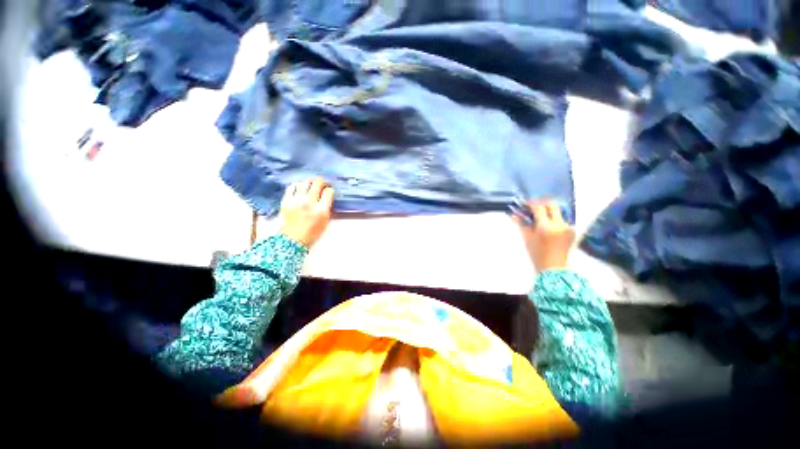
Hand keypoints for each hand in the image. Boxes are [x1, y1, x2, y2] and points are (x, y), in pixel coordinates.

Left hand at [279, 178, 334, 246]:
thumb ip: (327, 207)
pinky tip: (300, 189)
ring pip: (305, 182)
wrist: (293, 238)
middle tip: (322, 184)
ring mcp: (296, 201)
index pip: (328, 192)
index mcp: (321, 210)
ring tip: (311, 185)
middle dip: (322, 182)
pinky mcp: (286, 200)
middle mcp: (309, 203)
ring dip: (310, 182)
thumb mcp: (326, 221)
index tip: (329, 191)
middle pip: (317, 183)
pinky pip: (292, 187)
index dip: (330, 190)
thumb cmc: (312, 232)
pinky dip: (297, 186)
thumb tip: (327, 196)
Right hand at [513, 200, 575, 271]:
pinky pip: (562, 219)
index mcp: (546, 227)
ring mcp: (568, 227)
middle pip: (552, 205)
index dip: (531, 204)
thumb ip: (521, 224)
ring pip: (558, 212)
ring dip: (548, 212)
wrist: (553, 268)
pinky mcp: (572, 231)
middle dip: (542, 204)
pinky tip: (547, 224)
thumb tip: (514, 214)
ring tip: (539, 217)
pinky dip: (554, 219)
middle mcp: (559, 225)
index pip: (539, 208)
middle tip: (533, 207)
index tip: (525, 204)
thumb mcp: (526, 238)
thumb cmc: (537, 255)